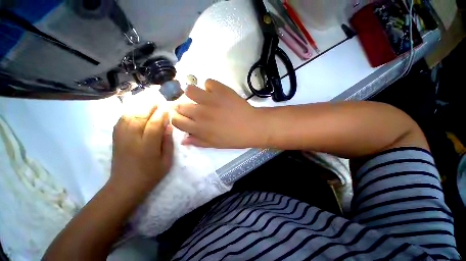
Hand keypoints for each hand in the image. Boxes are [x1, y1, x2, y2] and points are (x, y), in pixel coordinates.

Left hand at [111, 105, 173, 190]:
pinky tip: (135, 111)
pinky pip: (121, 121)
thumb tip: (168, 127)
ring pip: (128, 116)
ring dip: (139, 108)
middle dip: (150, 107)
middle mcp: (132, 139)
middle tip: (158, 102)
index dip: (161, 114)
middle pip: (139, 117)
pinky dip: (129, 113)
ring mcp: (121, 138)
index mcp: (147, 147)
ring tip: (148, 104)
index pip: (154, 125)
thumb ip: (168, 143)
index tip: (167, 107)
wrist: (125, 185)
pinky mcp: (115, 138)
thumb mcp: (166, 161)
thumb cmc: (150, 174)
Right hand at [172, 79, 263, 147]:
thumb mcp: (214, 144)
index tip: (183, 118)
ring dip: (194, 94)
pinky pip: (208, 82)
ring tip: (203, 98)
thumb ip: (198, 141)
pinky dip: (211, 87)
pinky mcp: (220, 89)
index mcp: (198, 127)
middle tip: (195, 109)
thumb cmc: (233, 138)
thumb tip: (183, 139)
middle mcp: (200, 112)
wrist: (251, 126)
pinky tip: (217, 93)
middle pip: (180, 105)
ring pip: (190, 90)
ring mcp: (209, 99)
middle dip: (184, 107)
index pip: (176, 120)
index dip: (177, 118)